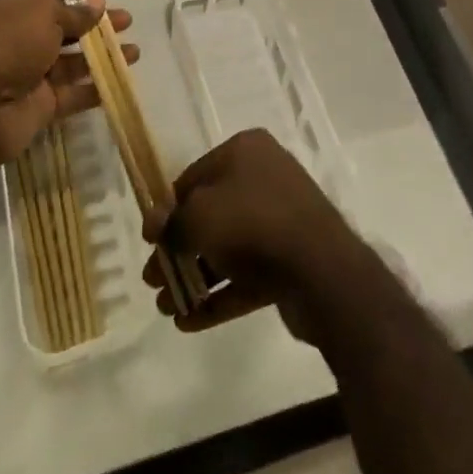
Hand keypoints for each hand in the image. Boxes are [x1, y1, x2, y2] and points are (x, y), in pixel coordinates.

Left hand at [0, 0, 134, 175]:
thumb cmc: (5, 46)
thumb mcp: (42, 15)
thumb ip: (73, 13)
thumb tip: (97, 3)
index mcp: (10, 10)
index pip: (50, 0)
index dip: (79, 1)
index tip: (106, 2)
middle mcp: (18, 40)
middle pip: (65, 31)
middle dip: (96, 28)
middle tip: (127, 23)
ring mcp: (29, 76)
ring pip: (72, 63)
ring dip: (102, 57)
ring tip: (134, 53)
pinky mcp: (39, 108)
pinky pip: (72, 95)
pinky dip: (94, 90)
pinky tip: (120, 83)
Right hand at [143, 129, 370, 342]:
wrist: (322, 270)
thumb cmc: (252, 223)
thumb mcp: (199, 216)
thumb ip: (172, 221)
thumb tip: (153, 223)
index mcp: (245, 151)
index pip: (194, 177)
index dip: (168, 210)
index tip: (150, 242)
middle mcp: (264, 178)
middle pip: (210, 214)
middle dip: (179, 250)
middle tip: (153, 281)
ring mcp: (279, 220)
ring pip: (227, 247)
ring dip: (194, 276)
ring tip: (165, 309)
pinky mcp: (289, 260)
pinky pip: (246, 275)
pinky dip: (219, 295)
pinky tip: (188, 322)